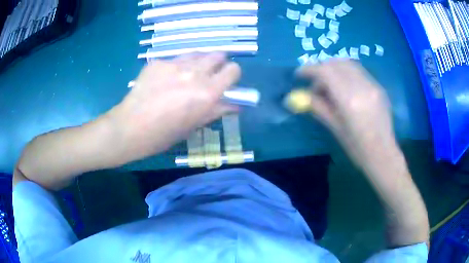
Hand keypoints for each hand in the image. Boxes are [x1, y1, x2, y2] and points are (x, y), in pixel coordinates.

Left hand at [108, 52, 240, 160]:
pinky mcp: (158, 62)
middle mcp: (195, 73)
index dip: (232, 75)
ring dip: (198, 63)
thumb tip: (236, 105)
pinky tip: (163, 80)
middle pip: (218, 55)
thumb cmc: (163, 134)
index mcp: (207, 92)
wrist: (130, 127)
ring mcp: (174, 64)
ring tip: (186, 76)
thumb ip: (217, 110)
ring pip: (197, 54)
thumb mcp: (194, 125)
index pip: (234, 70)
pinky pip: (174, 59)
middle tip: (207, 76)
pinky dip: (175, 67)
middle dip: (217, 64)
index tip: (226, 82)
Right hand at [287, 60, 396, 168]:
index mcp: (349, 100)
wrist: (383, 154)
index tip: (299, 74)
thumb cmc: (357, 148)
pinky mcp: (379, 87)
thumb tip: (304, 95)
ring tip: (331, 86)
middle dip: (322, 68)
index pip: (325, 72)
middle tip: (317, 84)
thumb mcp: (335, 129)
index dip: (309, 69)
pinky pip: (358, 72)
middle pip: (337, 63)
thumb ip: (319, 107)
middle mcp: (362, 86)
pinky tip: (346, 90)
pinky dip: (347, 74)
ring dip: (335, 69)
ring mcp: (372, 85)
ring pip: (348, 64)